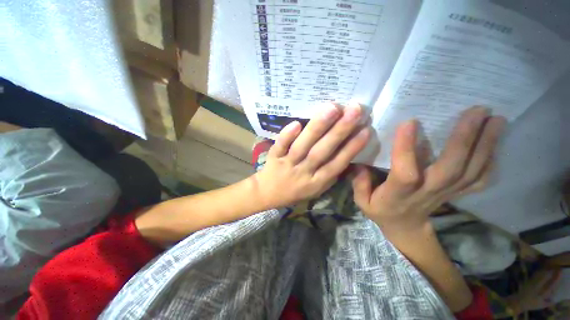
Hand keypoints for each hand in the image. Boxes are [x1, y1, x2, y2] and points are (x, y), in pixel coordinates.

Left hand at [253, 103, 369, 208]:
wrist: (268, 194)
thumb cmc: (295, 191)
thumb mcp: (316, 188)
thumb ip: (330, 174)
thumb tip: (347, 153)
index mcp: (316, 183)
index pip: (337, 164)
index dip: (352, 148)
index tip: (365, 129)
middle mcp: (303, 173)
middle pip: (322, 152)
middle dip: (339, 131)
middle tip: (354, 110)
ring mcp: (287, 164)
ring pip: (302, 146)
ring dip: (317, 128)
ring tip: (332, 108)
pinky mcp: (273, 158)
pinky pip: (279, 146)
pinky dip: (287, 136)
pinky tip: (297, 123)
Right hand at [352, 106, 505, 229]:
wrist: (406, 228)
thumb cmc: (381, 211)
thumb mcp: (362, 202)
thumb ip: (359, 184)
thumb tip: (360, 164)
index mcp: (399, 194)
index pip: (405, 173)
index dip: (406, 149)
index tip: (409, 123)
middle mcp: (427, 192)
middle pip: (450, 168)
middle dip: (465, 139)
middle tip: (478, 110)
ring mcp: (446, 193)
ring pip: (471, 171)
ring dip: (486, 145)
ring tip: (496, 119)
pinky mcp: (457, 193)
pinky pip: (480, 180)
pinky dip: (491, 161)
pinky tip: (495, 142)